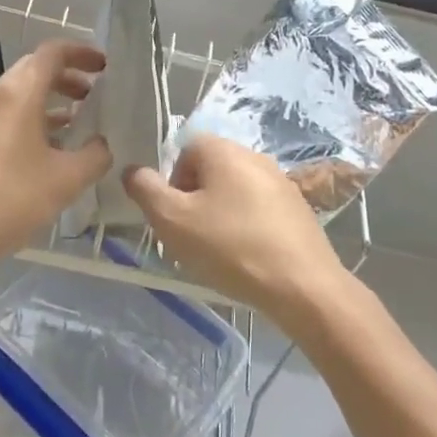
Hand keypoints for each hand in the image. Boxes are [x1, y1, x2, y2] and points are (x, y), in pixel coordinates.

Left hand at [0, 39, 109, 268]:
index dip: (81, 52)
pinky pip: (9, 113)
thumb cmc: (11, 199)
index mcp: (19, 93)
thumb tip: (103, 144)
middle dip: (68, 75)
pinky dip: (34, 117)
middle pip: (35, 68)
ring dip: (51, 98)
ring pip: (21, 92)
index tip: (104, 66)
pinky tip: (50, 146)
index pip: (53, 52)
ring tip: (78, 119)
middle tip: (94, 93)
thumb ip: (94, 155)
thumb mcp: (66, 179)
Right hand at [123, 135, 351, 332]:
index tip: (175, 216)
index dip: (172, 182)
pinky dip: (247, 228)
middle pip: (210, 170)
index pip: (185, 150)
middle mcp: (254, 156)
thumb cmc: (230, 247)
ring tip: (219, 252)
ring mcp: (281, 182)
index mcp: (223, 150)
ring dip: (220, 215)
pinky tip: (248, 259)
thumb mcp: (172, 220)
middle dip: (195, 200)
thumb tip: (133, 170)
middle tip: (191, 236)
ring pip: (235, 192)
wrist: (303, 287)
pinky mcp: (299, 210)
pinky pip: (259, 210)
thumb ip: (145, 190)